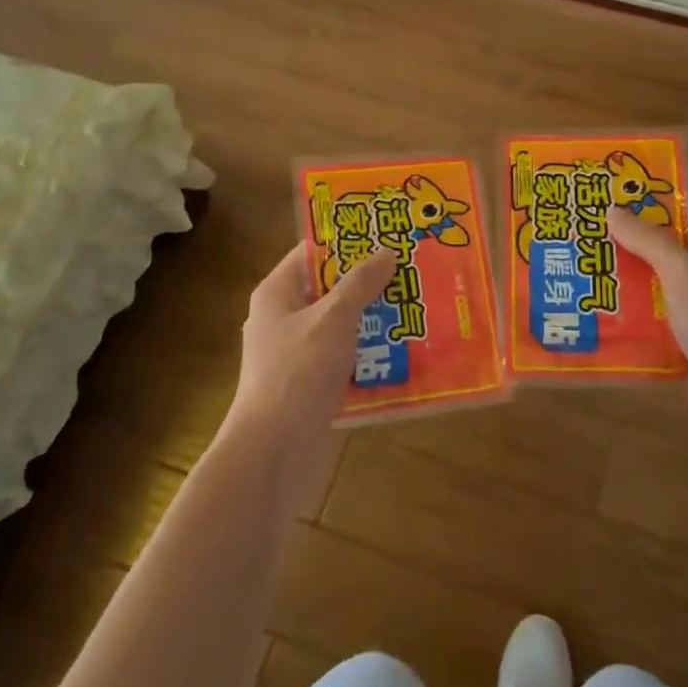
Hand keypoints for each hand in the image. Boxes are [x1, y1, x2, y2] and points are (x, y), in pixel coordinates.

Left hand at [226, 244, 398, 457]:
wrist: (272, 451)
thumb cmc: (298, 371)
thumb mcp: (334, 318)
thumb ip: (360, 283)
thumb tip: (386, 252)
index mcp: (277, 293)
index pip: (312, 253)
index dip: (347, 242)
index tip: (386, 235)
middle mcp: (282, 318)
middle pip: (329, 289)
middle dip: (368, 283)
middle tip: (411, 272)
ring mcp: (294, 354)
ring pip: (339, 326)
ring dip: (372, 320)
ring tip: (415, 309)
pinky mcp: (308, 385)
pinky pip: (342, 359)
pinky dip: (367, 354)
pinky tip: (402, 353)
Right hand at [608, 199, 687, 466]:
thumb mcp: (680, 271)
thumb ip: (647, 238)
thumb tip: (614, 210)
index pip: (685, 209)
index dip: (647, 204)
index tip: (607, 202)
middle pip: (672, 245)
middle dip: (632, 243)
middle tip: (589, 238)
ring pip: (665, 281)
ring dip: (632, 280)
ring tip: (588, 273)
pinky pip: (665, 313)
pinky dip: (641, 312)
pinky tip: (606, 311)